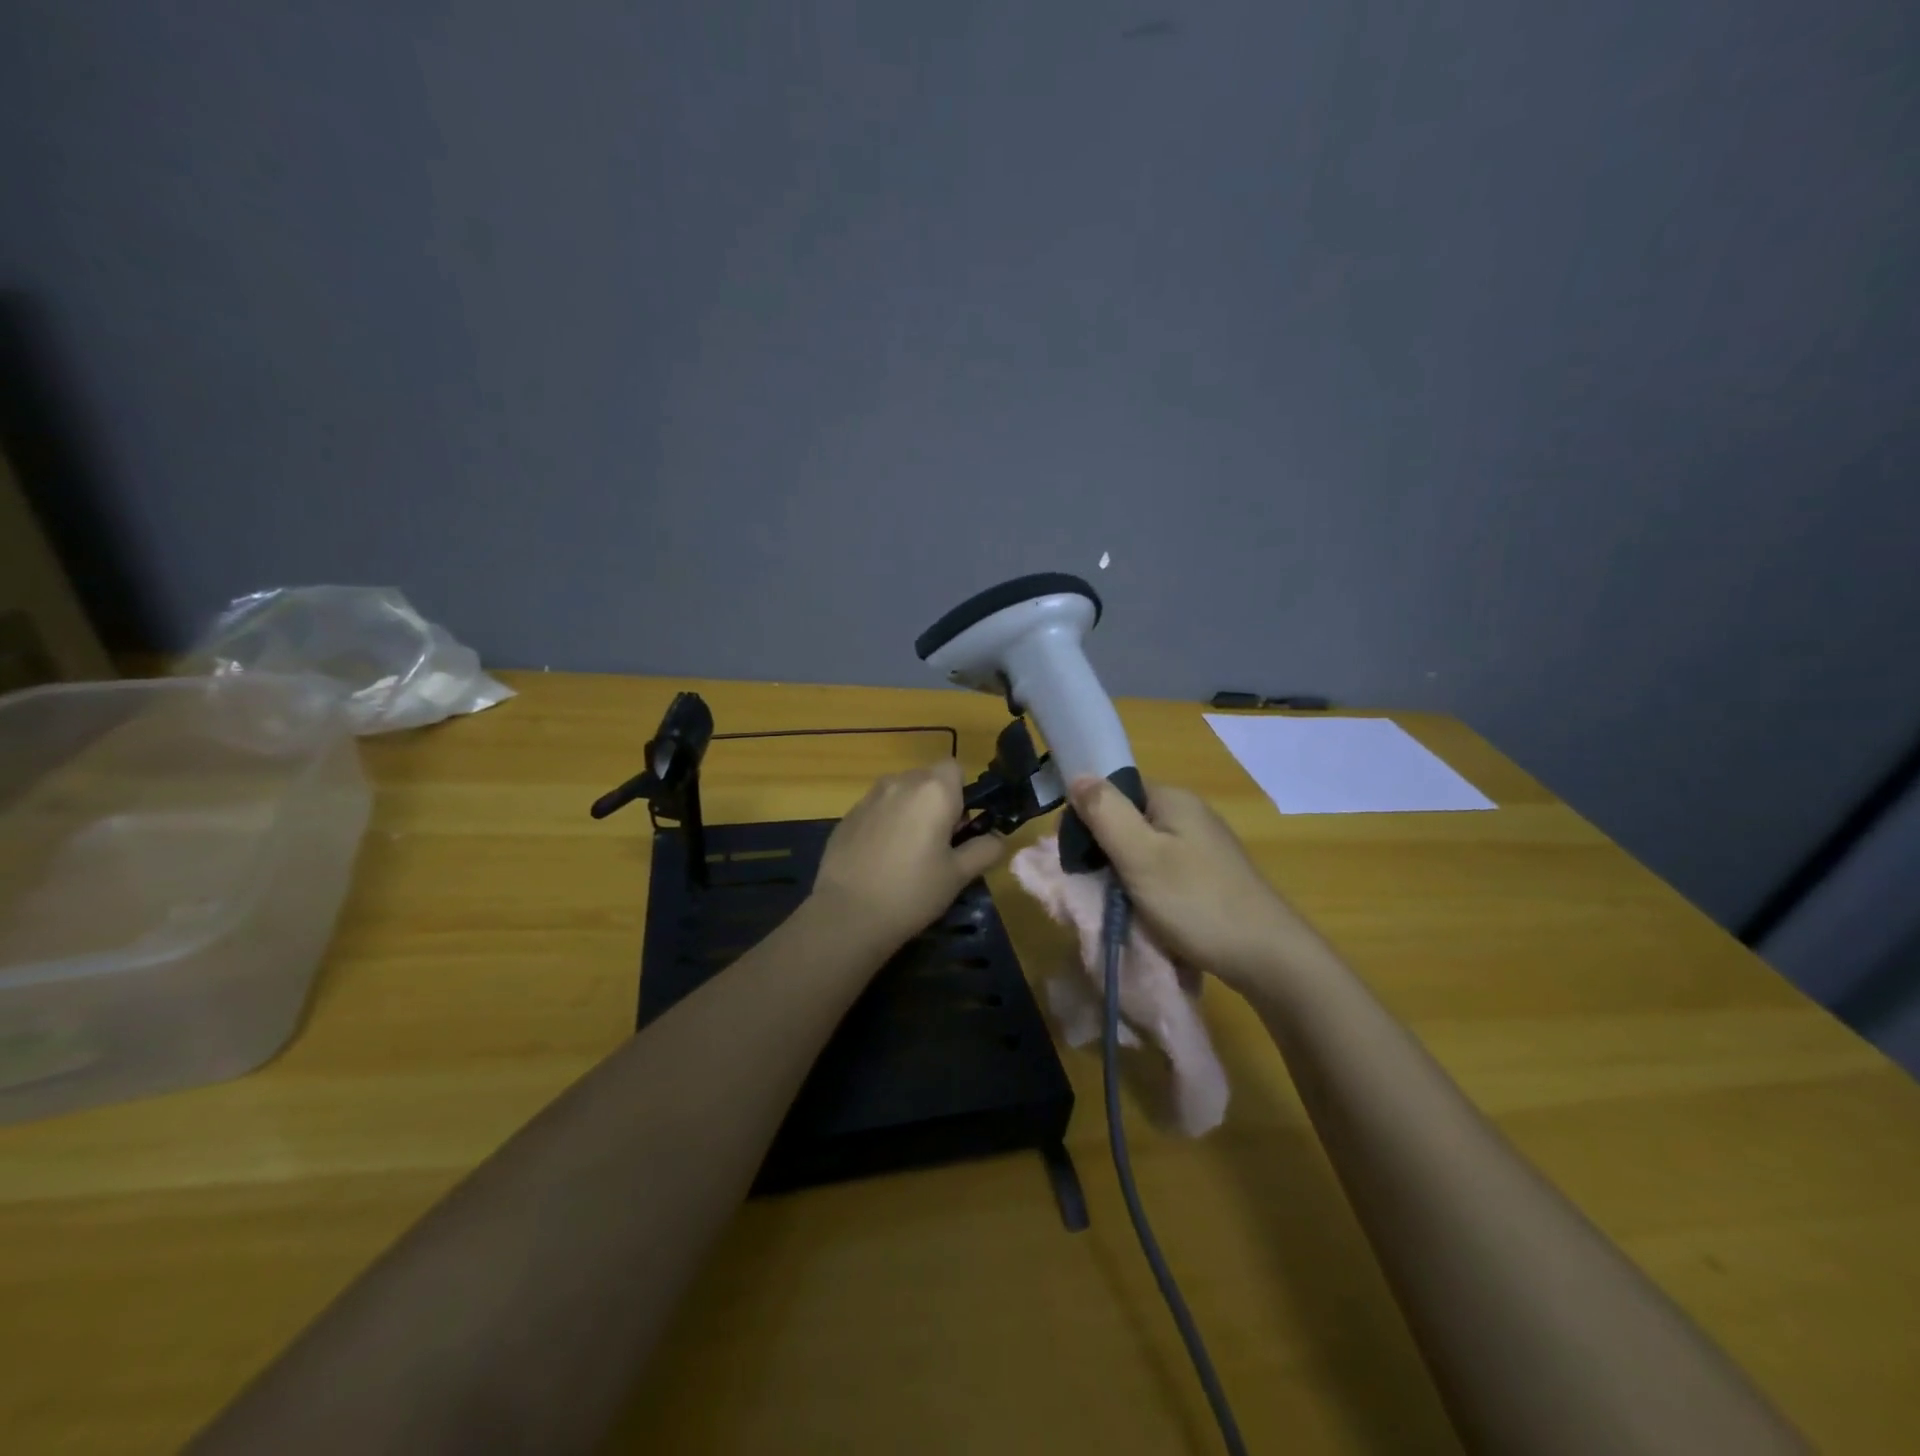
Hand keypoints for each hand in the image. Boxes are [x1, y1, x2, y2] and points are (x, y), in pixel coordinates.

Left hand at [812, 760, 1005, 947]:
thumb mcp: (959, 875)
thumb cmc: (913, 892)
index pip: (955, 767)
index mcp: (934, 791)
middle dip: (936, 802)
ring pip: (900, 792)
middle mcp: (901, 782)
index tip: (959, 825)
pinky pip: (877, 809)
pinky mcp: (847, 815)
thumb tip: (997, 838)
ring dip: (910, 811)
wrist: (848, 914)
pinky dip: (885, 823)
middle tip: (938, 844)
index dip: (961, 792)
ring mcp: (869, 797)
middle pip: (927, 779)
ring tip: (907, 853)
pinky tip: (880, 859)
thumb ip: (984, 849)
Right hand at [1067, 776, 1320, 991]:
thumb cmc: (1196, 901)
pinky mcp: (1212, 875)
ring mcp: (1204, 845)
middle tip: (1099, 885)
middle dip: (1108, 850)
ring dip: (1127, 873)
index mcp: (1173, 799)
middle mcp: (1190, 813)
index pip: (1115, 791)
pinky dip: (1150, 888)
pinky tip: (1149, 912)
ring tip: (1121, 903)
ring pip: (1146, 848)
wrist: (1267, 956)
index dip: (1090, 818)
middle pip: (1129, 820)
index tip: (1078, 855)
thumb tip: (1077, 775)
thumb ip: (1105, 813)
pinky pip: (1166, 870)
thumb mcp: (1139, 855)